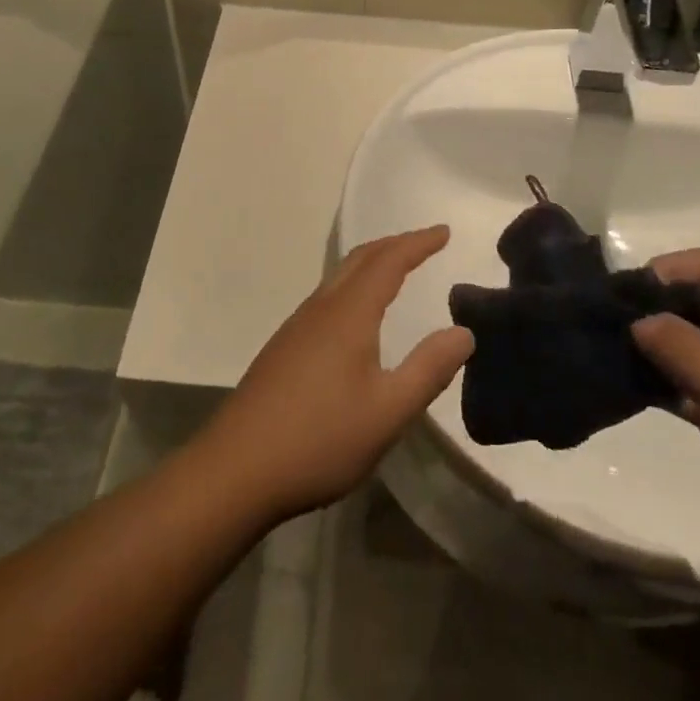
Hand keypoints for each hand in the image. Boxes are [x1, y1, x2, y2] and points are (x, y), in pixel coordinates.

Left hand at [198, 227, 473, 521]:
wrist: (236, 469)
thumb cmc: (319, 439)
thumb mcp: (388, 412)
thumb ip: (429, 369)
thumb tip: (463, 332)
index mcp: (348, 314)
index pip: (389, 262)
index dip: (418, 243)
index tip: (444, 231)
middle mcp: (320, 309)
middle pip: (360, 259)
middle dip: (394, 245)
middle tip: (424, 243)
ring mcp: (296, 328)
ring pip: (339, 277)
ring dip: (371, 264)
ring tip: (396, 271)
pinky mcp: (283, 349)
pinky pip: (327, 298)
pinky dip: (353, 287)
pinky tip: (356, 317)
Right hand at [632, 248, 699, 577]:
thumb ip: (685, 352)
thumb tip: (638, 320)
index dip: (668, 269)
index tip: (625, 294)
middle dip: (655, 306)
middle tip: (608, 323)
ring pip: (693, 342)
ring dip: (655, 344)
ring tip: (609, 353)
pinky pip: (693, 382)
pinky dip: (663, 381)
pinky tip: (631, 389)